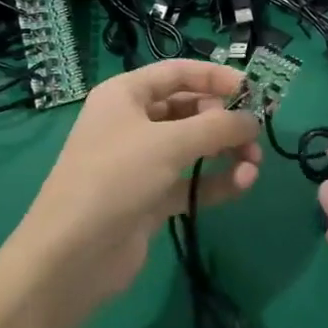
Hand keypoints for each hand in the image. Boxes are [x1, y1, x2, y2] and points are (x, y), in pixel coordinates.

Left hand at [6, 61, 261, 325]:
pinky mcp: (150, 198)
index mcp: (125, 95)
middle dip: (225, 120)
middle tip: (255, 135)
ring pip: (193, 147)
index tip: (253, 89)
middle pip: (189, 109)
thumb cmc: (116, 178)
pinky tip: (243, 185)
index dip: (215, 77)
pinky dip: (216, 181)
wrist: (72, 255)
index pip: (177, 73)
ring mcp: (140, 162)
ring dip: (226, 152)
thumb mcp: (169, 143)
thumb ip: (217, 127)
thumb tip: (252, 120)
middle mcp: (132, 122)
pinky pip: (191, 181)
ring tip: (253, 165)